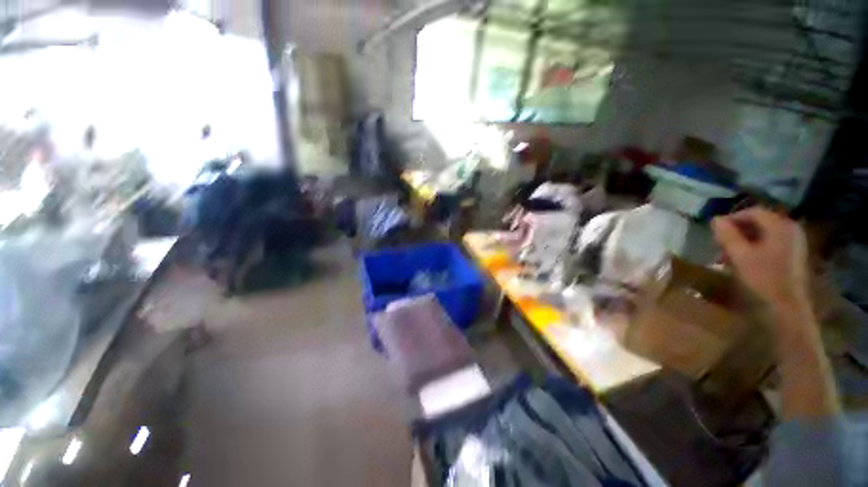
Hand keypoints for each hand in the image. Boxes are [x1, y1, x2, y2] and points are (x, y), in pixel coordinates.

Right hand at [712, 207, 809, 309]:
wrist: (787, 309)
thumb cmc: (762, 279)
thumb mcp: (740, 256)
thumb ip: (727, 235)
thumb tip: (715, 219)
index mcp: (780, 226)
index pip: (753, 212)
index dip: (731, 218)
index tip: (714, 230)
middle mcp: (790, 229)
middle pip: (760, 221)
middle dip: (737, 230)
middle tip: (720, 242)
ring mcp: (795, 242)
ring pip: (764, 233)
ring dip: (744, 239)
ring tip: (729, 252)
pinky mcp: (793, 255)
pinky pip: (771, 243)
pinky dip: (755, 247)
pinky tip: (745, 259)